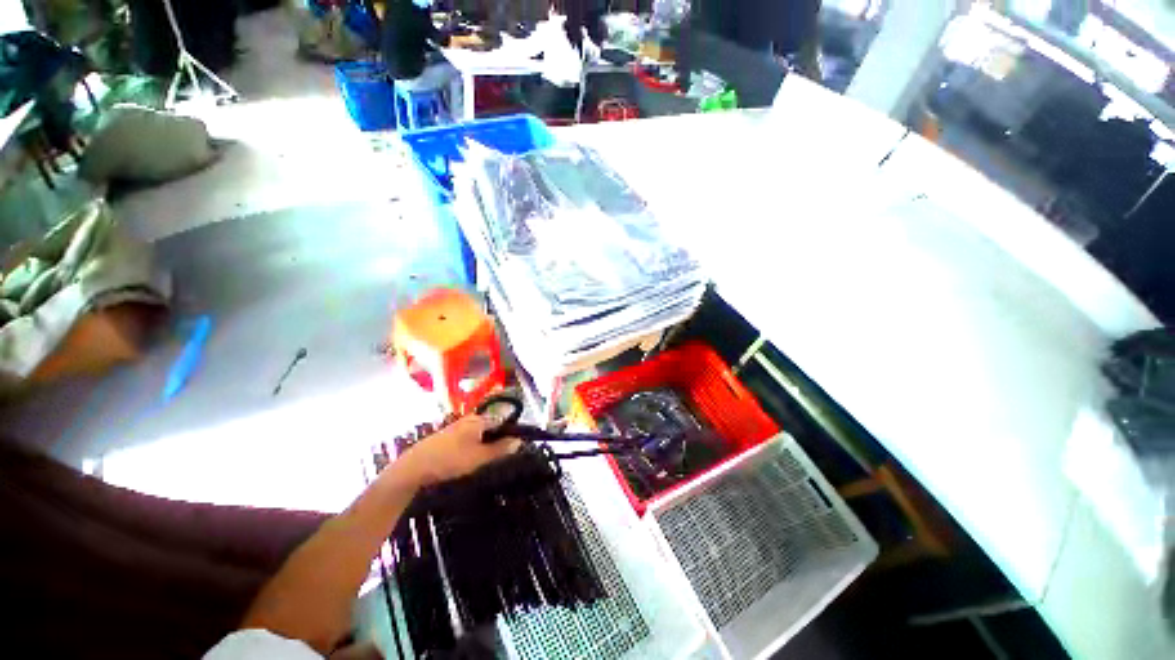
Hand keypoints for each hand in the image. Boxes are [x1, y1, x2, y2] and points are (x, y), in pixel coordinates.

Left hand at [394, 415, 519, 488]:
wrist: (413, 467)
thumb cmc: (450, 460)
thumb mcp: (479, 457)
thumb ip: (500, 449)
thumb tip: (519, 441)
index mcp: (479, 420)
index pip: (502, 422)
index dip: (509, 434)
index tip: (513, 449)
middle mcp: (469, 419)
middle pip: (491, 428)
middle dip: (495, 441)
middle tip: (495, 459)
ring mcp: (457, 427)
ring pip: (479, 435)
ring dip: (483, 446)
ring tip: (481, 462)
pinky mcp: (447, 436)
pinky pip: (468, 439)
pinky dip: (472, 448)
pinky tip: (466, 461)